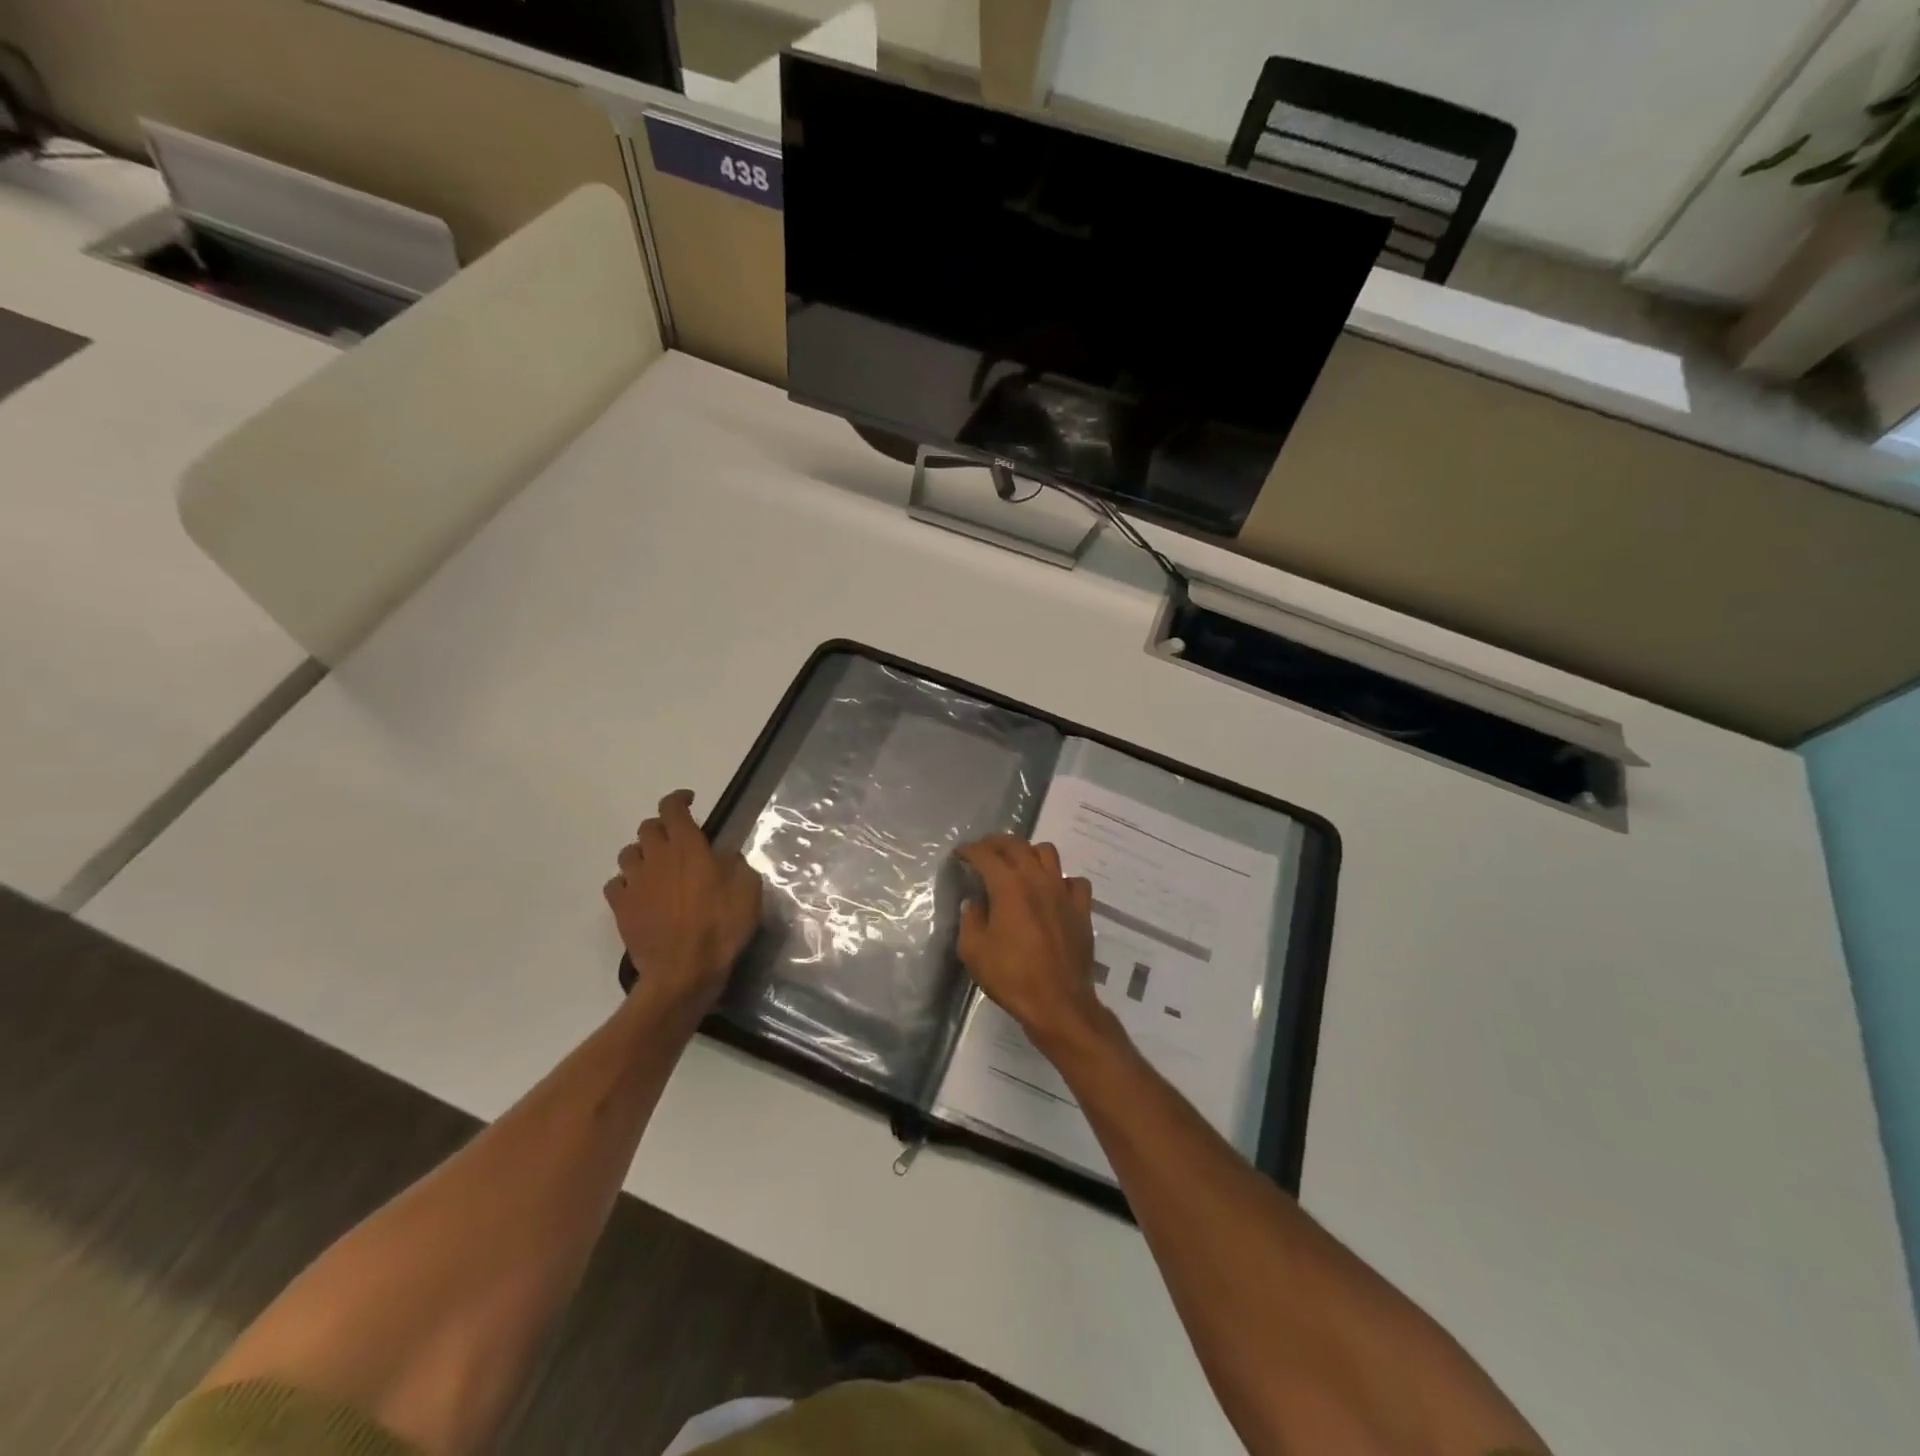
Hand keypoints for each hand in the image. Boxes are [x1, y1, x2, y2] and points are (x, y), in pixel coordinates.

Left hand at [604, 791, 761, 1008]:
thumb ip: (734, 863)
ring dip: (643, 853)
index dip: (679, 799)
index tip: (689, 801)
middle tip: (677, 840)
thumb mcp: (748, 889)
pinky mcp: (621, 908)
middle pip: (648, 828)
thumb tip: (720, 854)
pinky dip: (627, 882)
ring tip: (657, 867)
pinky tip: (640, 892)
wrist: (683, 972)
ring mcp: (634, 883)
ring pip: (628, 853)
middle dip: (662, 827)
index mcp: (688, 847)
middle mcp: (657, 857)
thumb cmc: (721, 927)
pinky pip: (615, 884)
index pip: (673, 809)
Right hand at [957, 835, 1110, 1054]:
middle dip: (996, 843)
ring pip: (1048, 853)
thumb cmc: (1011, 976)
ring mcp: (1063, 891)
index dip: (969, 850)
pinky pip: (1073, 881)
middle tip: (984, 851)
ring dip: (1029, 853)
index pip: (985, 854)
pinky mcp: (1081, 908)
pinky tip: (1053, 892)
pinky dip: (1061, 880)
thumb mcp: (973, 950)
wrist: (1058, 1002)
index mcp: (1008, 885)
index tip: (960, 854)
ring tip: (1018, 865)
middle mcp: (1037, 879)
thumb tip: (975, 902)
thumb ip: (970, 919)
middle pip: (1017, 844)